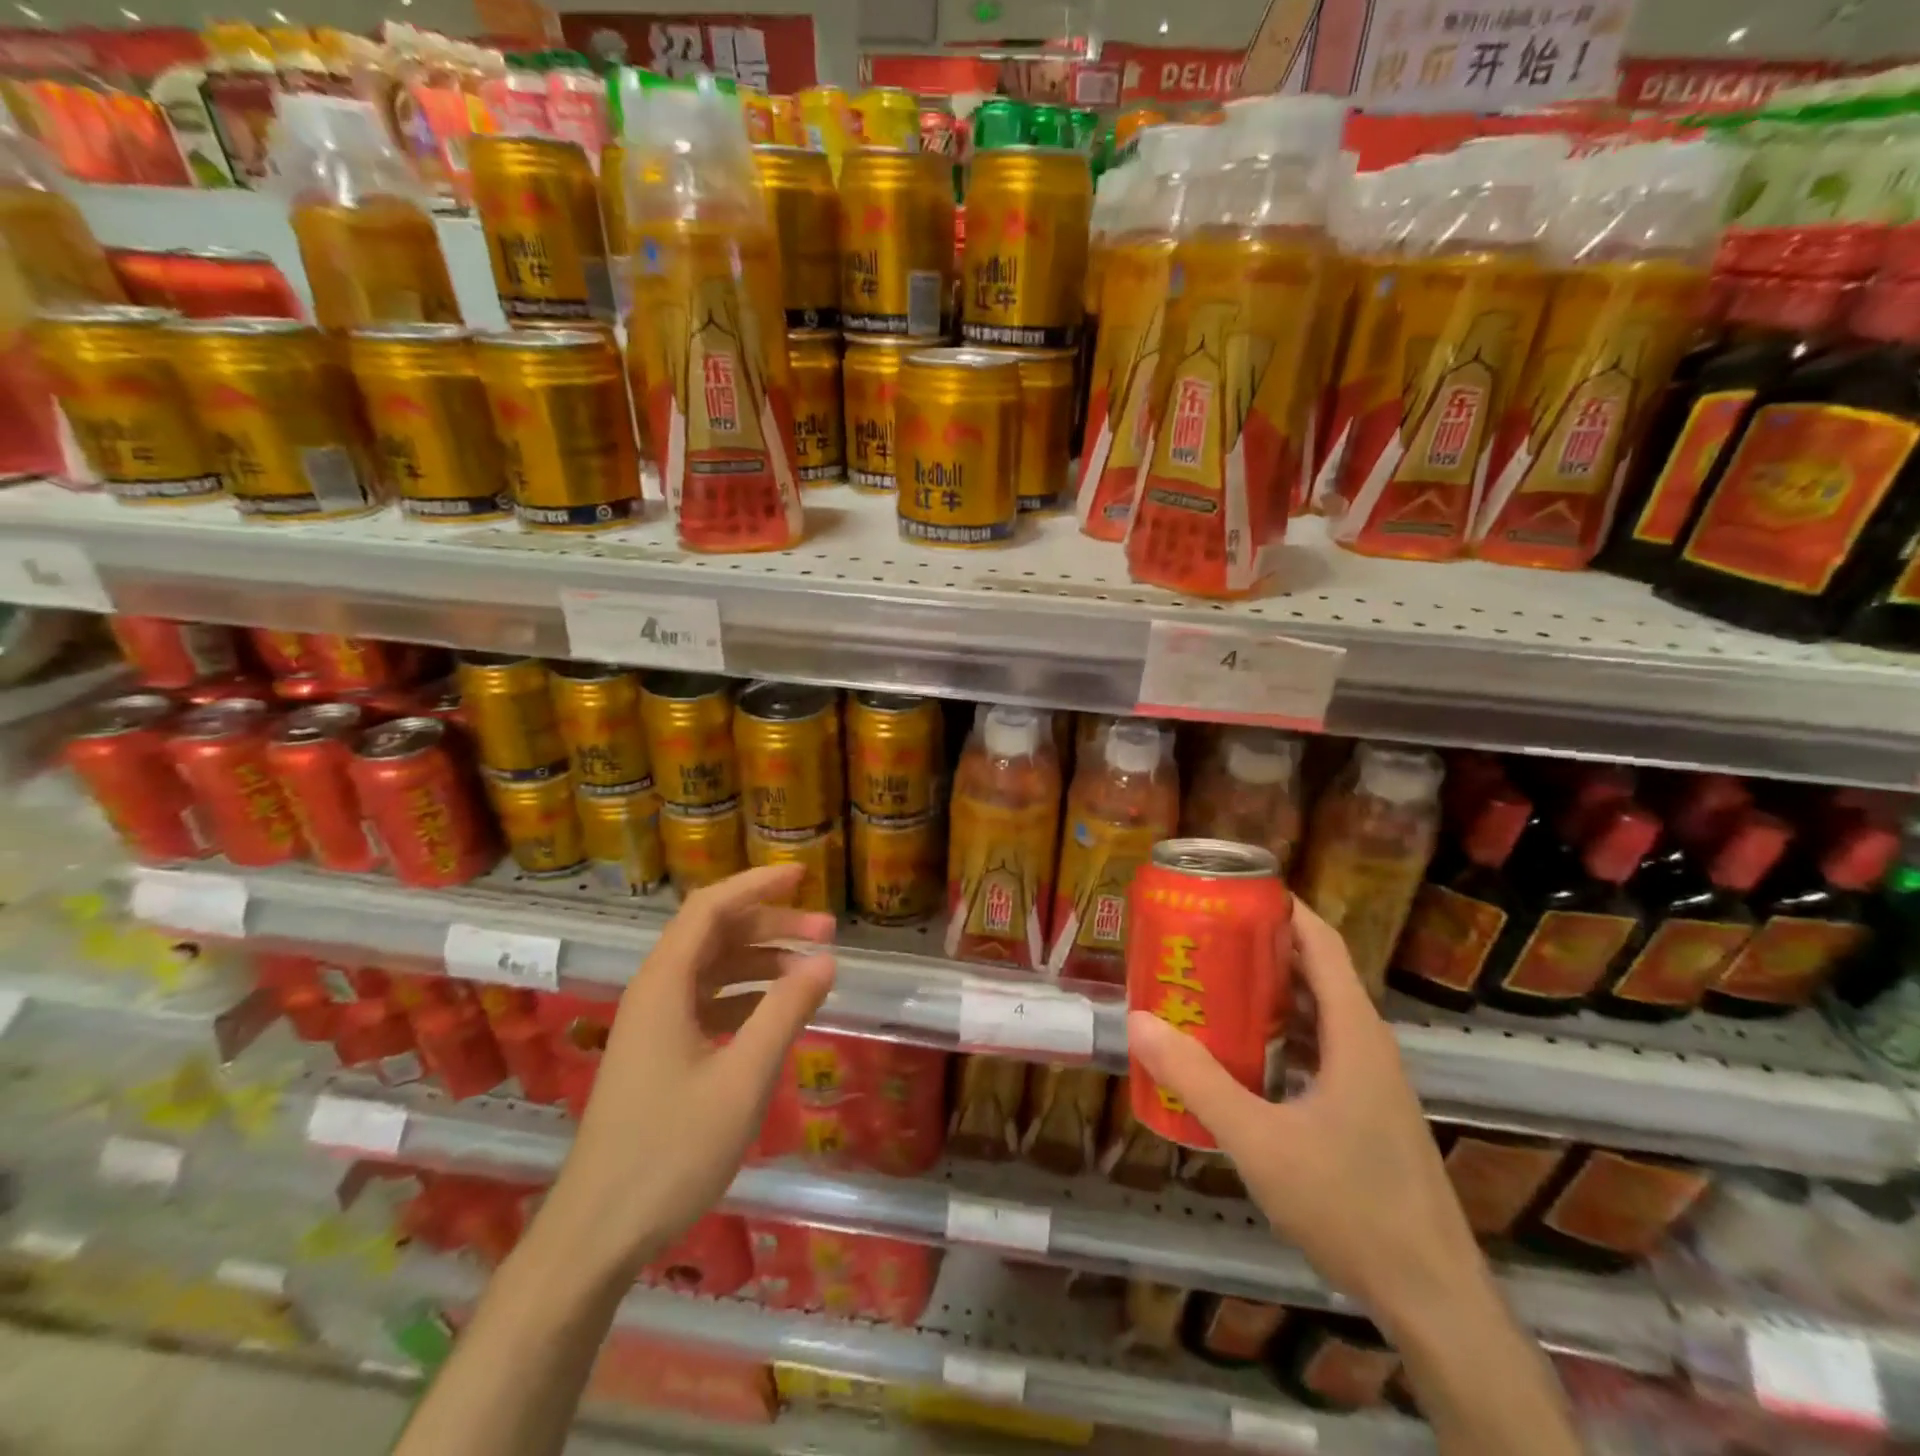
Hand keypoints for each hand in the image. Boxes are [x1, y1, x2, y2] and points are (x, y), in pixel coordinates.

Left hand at [544, 864, 835, 1277]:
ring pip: (713, 968)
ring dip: (761, 959)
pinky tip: (777, 1010)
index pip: (711, 908)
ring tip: (812, 969)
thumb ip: (785, 1013)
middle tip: (826, 931)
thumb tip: (826, 961)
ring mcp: (654, 1024)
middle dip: (771, 924)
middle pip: (715, 933)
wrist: (596, 1234)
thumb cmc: (671, 1152)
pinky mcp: (658, 1053)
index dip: (757, 884)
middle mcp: (655, 992)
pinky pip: (707, 1002)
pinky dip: (746, 994)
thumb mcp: (743, 1079)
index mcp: (665, 985)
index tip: (802, 875)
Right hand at [1127, 900, 1481, 1318]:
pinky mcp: (1363, 1109)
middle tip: (1198, 937)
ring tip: (1206, 984)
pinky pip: (1314, 1048)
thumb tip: (1139, 1022)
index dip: (1280, 907)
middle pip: (1312, 971)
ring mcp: (1368, 1079)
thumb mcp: (1261, 1142)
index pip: (1320, 942)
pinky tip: (1236, 1054)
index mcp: (1353, 1033)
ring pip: (1312, 1013)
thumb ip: (1198, 1082)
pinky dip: (1276, 1034)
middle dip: (1257, 948)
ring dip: (1264, 993)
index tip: (1228, 891)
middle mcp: (1365, 1044)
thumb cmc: (1351, 1207)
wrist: (1432, 1300)